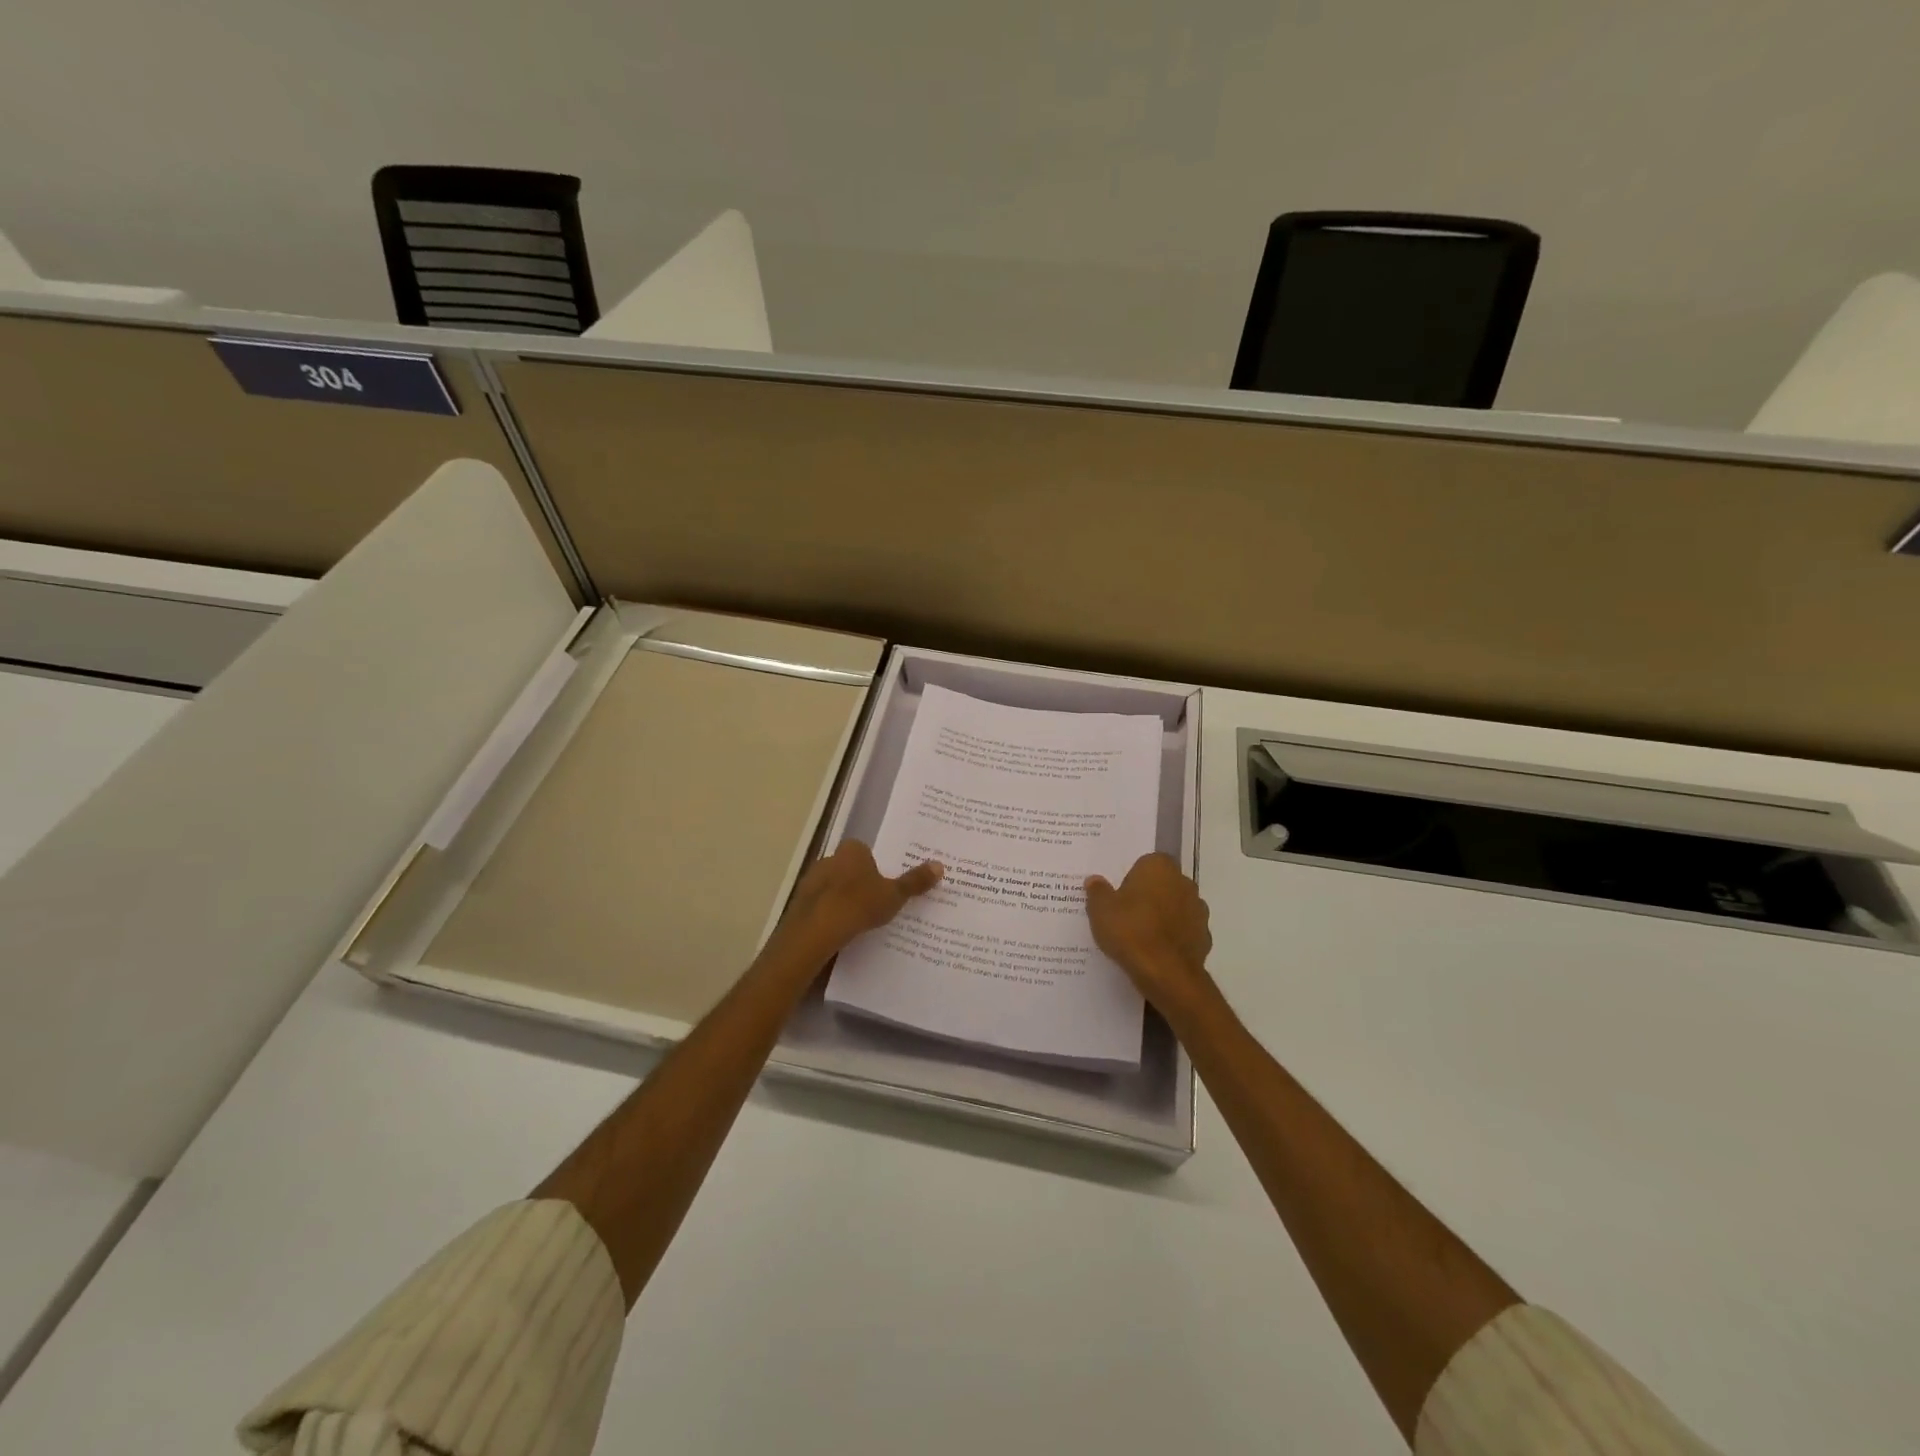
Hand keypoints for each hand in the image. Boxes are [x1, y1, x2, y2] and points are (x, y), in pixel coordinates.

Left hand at [771, 840, 942, 966]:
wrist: (815, 931)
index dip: (874, 867)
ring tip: (857, 921)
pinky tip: (838, 931)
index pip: (864, 852)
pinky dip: (827, 914)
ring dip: (841, 899)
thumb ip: (915, 882)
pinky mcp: (799, 903)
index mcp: (852, 851)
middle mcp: (829, 859)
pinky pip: (819, 905)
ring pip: (831, 887)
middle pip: (847, 868)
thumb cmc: (858, 905)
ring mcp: (810, 880)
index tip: (883, 885)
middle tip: (873, 903)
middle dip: (858, 882)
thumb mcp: (894, 895)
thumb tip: (940, 865)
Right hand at [1085, 853, 1213, 1016]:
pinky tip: (1156, 952)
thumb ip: (1098, 891)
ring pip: (1175, 907)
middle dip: (1148, 896)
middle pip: (1162, 884)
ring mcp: (1198, 910)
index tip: (1119, 897)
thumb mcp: (1100, 909)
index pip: (1145, 863)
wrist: (1166, 973)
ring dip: (1163, 917)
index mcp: (1159, 867)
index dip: (1131, 879)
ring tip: (1140, 937)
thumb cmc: (1130, 930)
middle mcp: (1184, 882)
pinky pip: (1184, 931)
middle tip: (1126, 915)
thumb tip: (1095, 881)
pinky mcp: (1204, 937)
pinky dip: (1173, 938)